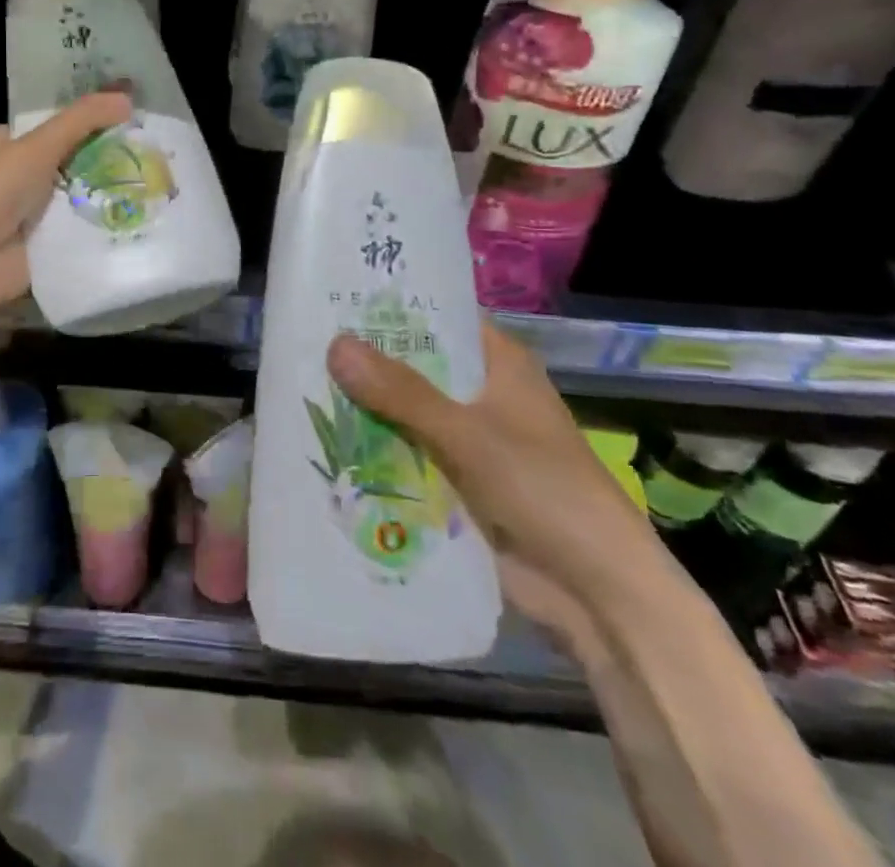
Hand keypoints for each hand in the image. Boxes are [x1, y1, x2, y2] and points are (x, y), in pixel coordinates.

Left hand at [0, 89, 133, 315]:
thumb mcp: (37, 146)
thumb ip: (82, 120)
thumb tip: (129, 98)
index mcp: (2, 144)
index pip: (52, 124)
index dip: (88, 120)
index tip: (130, 118)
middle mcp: (14, 174)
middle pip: (69, 159)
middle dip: (104, 157)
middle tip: (152, 150)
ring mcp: (30, 212)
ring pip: (78, 193)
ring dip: (108, 190)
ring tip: (159, 179)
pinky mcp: (44, 244)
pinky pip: (80, 227)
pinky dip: (103, 222)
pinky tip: (141, 213)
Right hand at [327, 321, 671, 659]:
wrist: (596, 594)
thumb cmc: (543, 490)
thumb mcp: (468, 434)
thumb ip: (400, 392)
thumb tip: (334, 345)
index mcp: (499, 363)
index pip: (436, 318)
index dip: (388, 308)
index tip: (332, 299)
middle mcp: (482, 393)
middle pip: (412, 366)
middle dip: (364, 363)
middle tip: (301, 344)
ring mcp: (468, 439)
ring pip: (404, 412)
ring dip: (364, 409)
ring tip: (298, 389)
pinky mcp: (456, 481)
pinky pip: (406, 454)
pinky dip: (375, 450)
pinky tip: (323, 443)